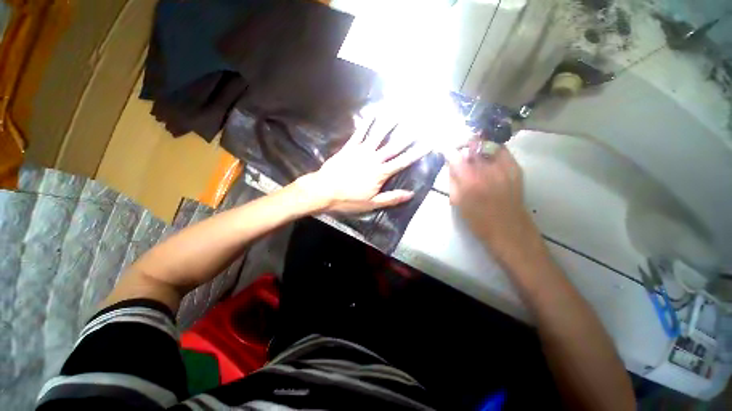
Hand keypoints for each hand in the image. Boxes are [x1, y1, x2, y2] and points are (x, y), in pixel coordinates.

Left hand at [296, 118, 429, 213]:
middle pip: (394, 145)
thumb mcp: (371, 203)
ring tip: (400, 111)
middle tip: (420, 122)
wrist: (324, 191)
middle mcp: (373, 159)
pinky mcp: (349, 147)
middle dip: (408, 134)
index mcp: (380, 173)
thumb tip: (411, 194)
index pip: (403, 161)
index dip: (417, 152)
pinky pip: (360, 133)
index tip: (428, 143)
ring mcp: (361, 151)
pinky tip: (373, 113)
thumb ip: (391, 198)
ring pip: (378, 135)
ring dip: (390, 123)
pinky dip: (367, 123)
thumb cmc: (348, 199)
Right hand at [446, 143, 541, 260]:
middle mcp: (487, 169)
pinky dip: (492, 150)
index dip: (448, 150)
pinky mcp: (516, 168)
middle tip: (459, 149)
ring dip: (478, 145)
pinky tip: (487, 158)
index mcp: (470, 181)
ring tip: (473, 152)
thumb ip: (453, 180)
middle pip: (473, 144)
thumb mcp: (458, 202)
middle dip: (463, 144)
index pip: (455, 155)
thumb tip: (450, 165)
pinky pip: (502, 150)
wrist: (509, 229)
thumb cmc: (478, 220)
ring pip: (489, 143)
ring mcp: (504, 167)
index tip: (445, 150)